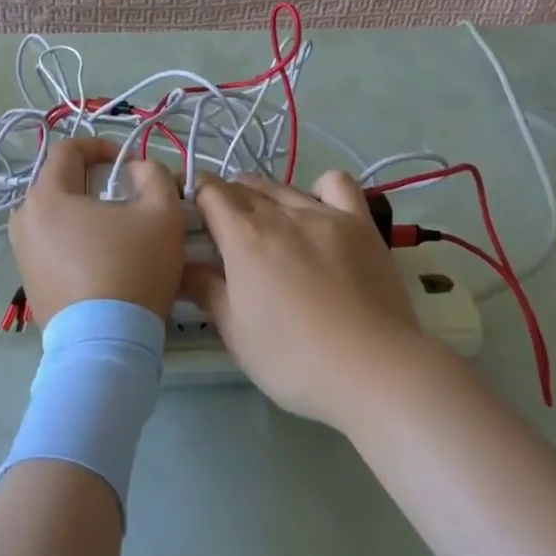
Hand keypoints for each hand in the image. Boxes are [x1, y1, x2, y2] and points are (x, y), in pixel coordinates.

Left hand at [9, 138, 187, 322]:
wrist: (105, 347)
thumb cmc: (131, 270)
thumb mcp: (161, 213)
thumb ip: (153, 175)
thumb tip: (134, 171)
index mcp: (46, 196)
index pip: (68, 150)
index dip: (101, 147)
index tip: (129, 164)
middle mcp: (23, 220)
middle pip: (61, 183)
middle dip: (95, 182)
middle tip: (128, 199)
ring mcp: (22, 254)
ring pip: (58, 216)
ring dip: (86, 214)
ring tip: (118, 232)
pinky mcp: (29, 284)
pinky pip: (53, 245)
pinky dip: (76, 242)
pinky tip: (104, 263)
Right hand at [186, 170, 429, 429]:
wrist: (373, 371)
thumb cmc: (294, 358)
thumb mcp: (236, 333)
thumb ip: (206, 291)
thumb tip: (182, 265)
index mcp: (244, 236)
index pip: (210, 192)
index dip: (196, 196)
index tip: (193, 216)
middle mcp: (281, 213)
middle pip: (244, 186)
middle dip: (228, 198)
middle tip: (225, 231)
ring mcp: (324, 214)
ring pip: (283, 187)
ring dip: (266, 195)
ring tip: (268, 225)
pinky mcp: (359, 223)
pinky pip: (336, 185)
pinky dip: (321, 189)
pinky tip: (318, 211)